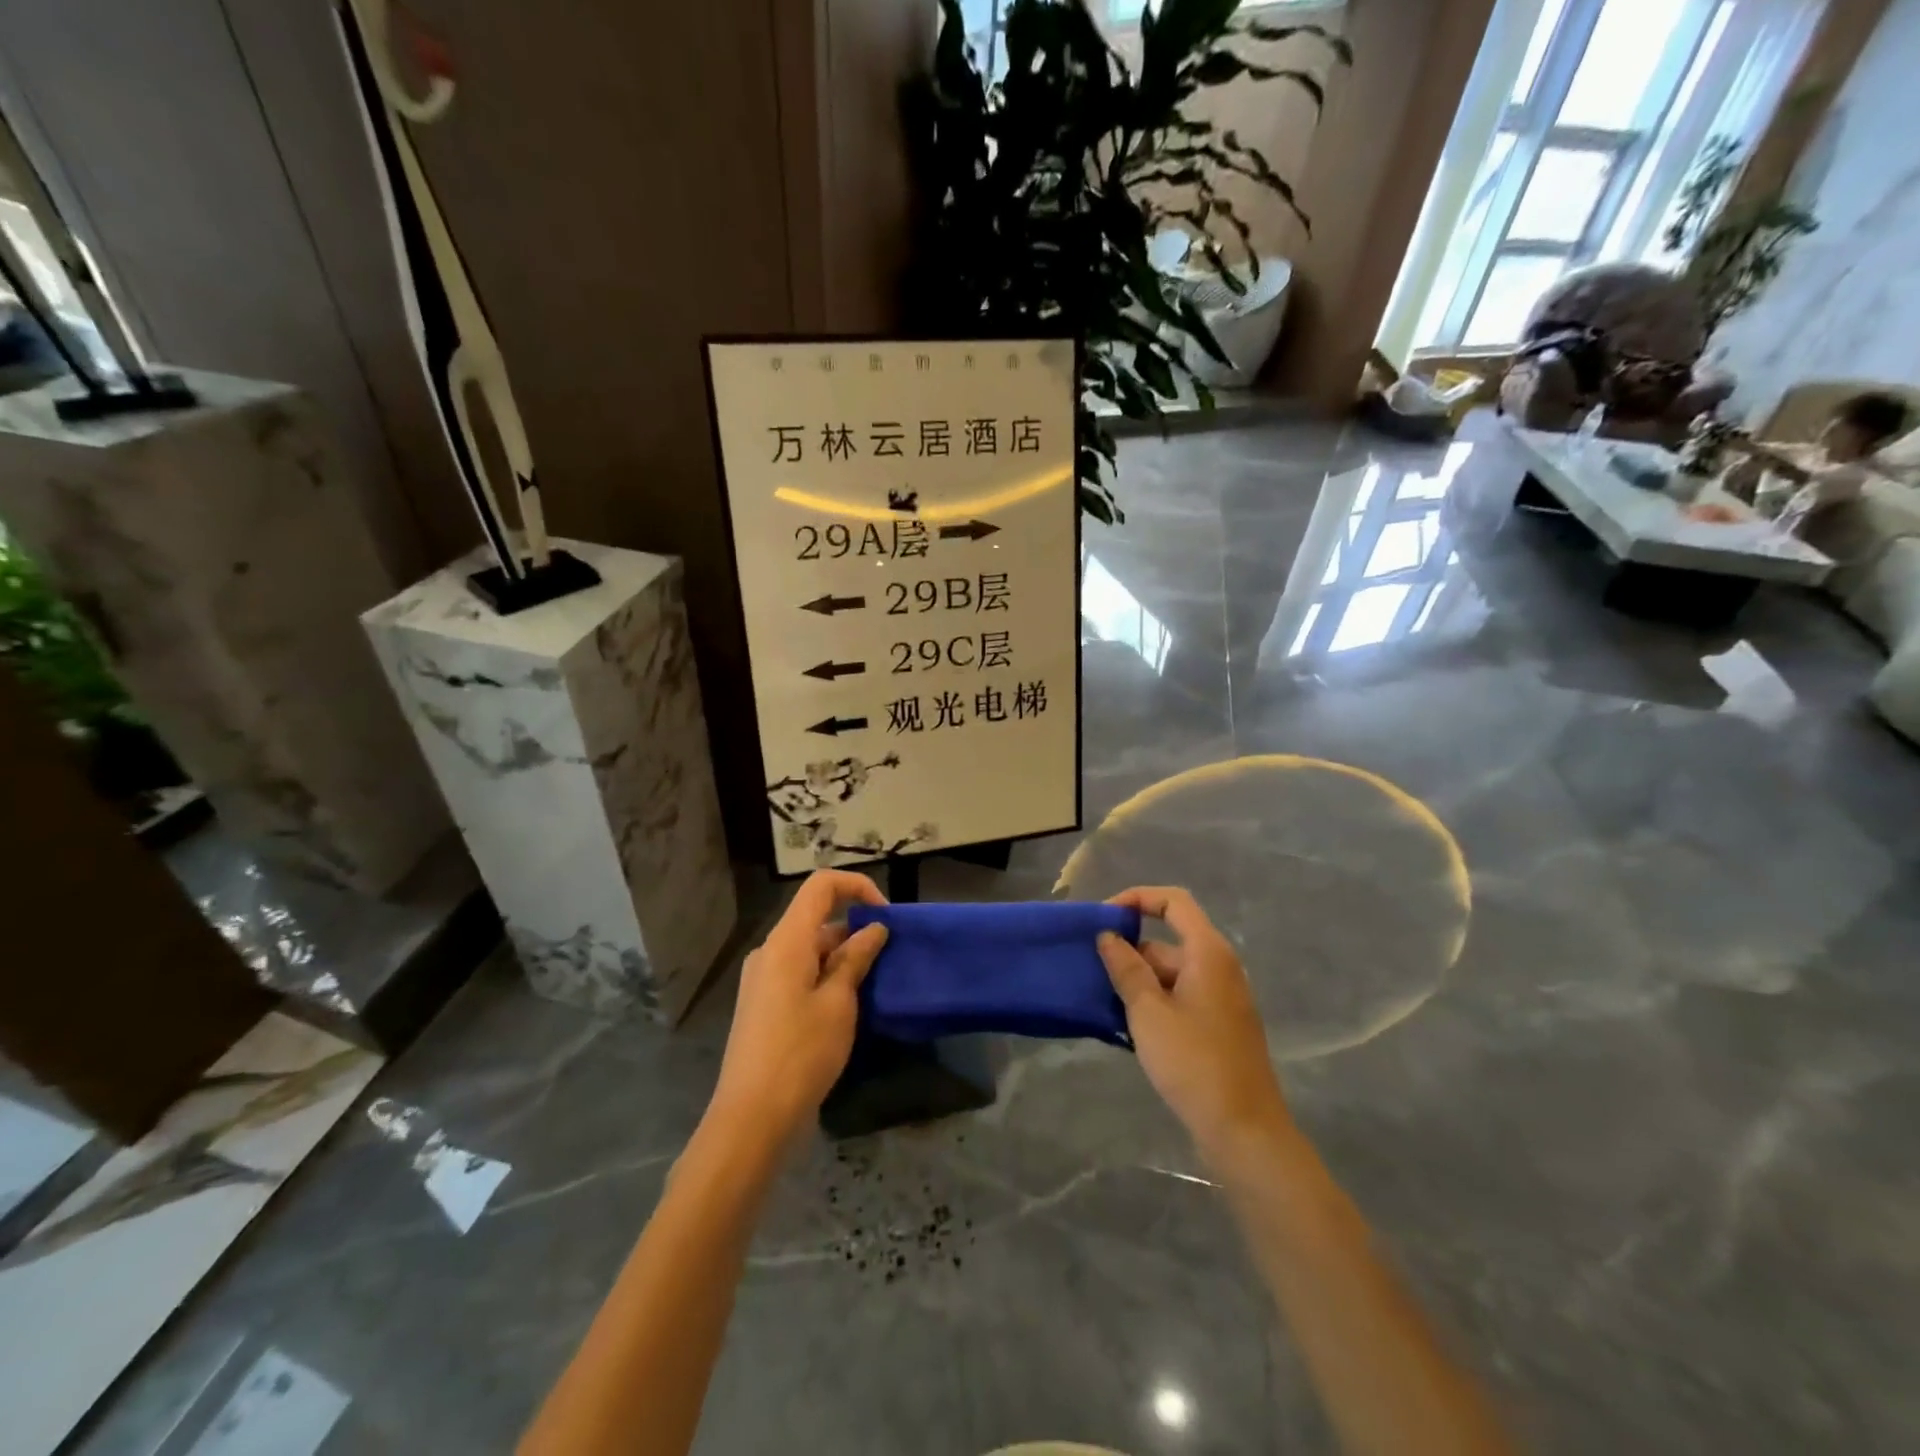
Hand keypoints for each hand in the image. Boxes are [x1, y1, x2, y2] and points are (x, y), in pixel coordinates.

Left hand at [709, 869, 888, 1142]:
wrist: (752, 1117)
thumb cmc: (801, 1053)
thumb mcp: (838, 1003)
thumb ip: (856, 958)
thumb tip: (874, 928)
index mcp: (787, 940)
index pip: (822, 886)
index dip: (857, 887)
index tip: (886, 917)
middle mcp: (771, 951)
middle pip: (817, 918)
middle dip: (856, 930)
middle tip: (888, 960)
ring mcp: (764, 978)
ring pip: (811, 948)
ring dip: (844, 957)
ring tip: (874, 987)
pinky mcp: (765, 1004)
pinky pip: (800, 972)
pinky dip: (827, 977)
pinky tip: (848, 1007)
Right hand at [1098, 886, 1292, 1164]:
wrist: (1244, 1131)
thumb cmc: (1194, 1062)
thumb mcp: (1148, 1012)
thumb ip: (1126, 969)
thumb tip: (1108, 936)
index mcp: (1208, 952)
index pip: (1173, 901)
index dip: (1137, 898)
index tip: (1104, 919)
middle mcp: (1219, 967)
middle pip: (1169, 940)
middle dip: (1130, 951)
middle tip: (1092, 971)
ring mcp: (1221, 998)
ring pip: (1171, 973)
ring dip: (1138, 981)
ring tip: (1103, 1000)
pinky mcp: (1218, 1026)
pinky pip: (1180, 997)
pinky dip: (1153, 1001)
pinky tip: (1127, 1025)